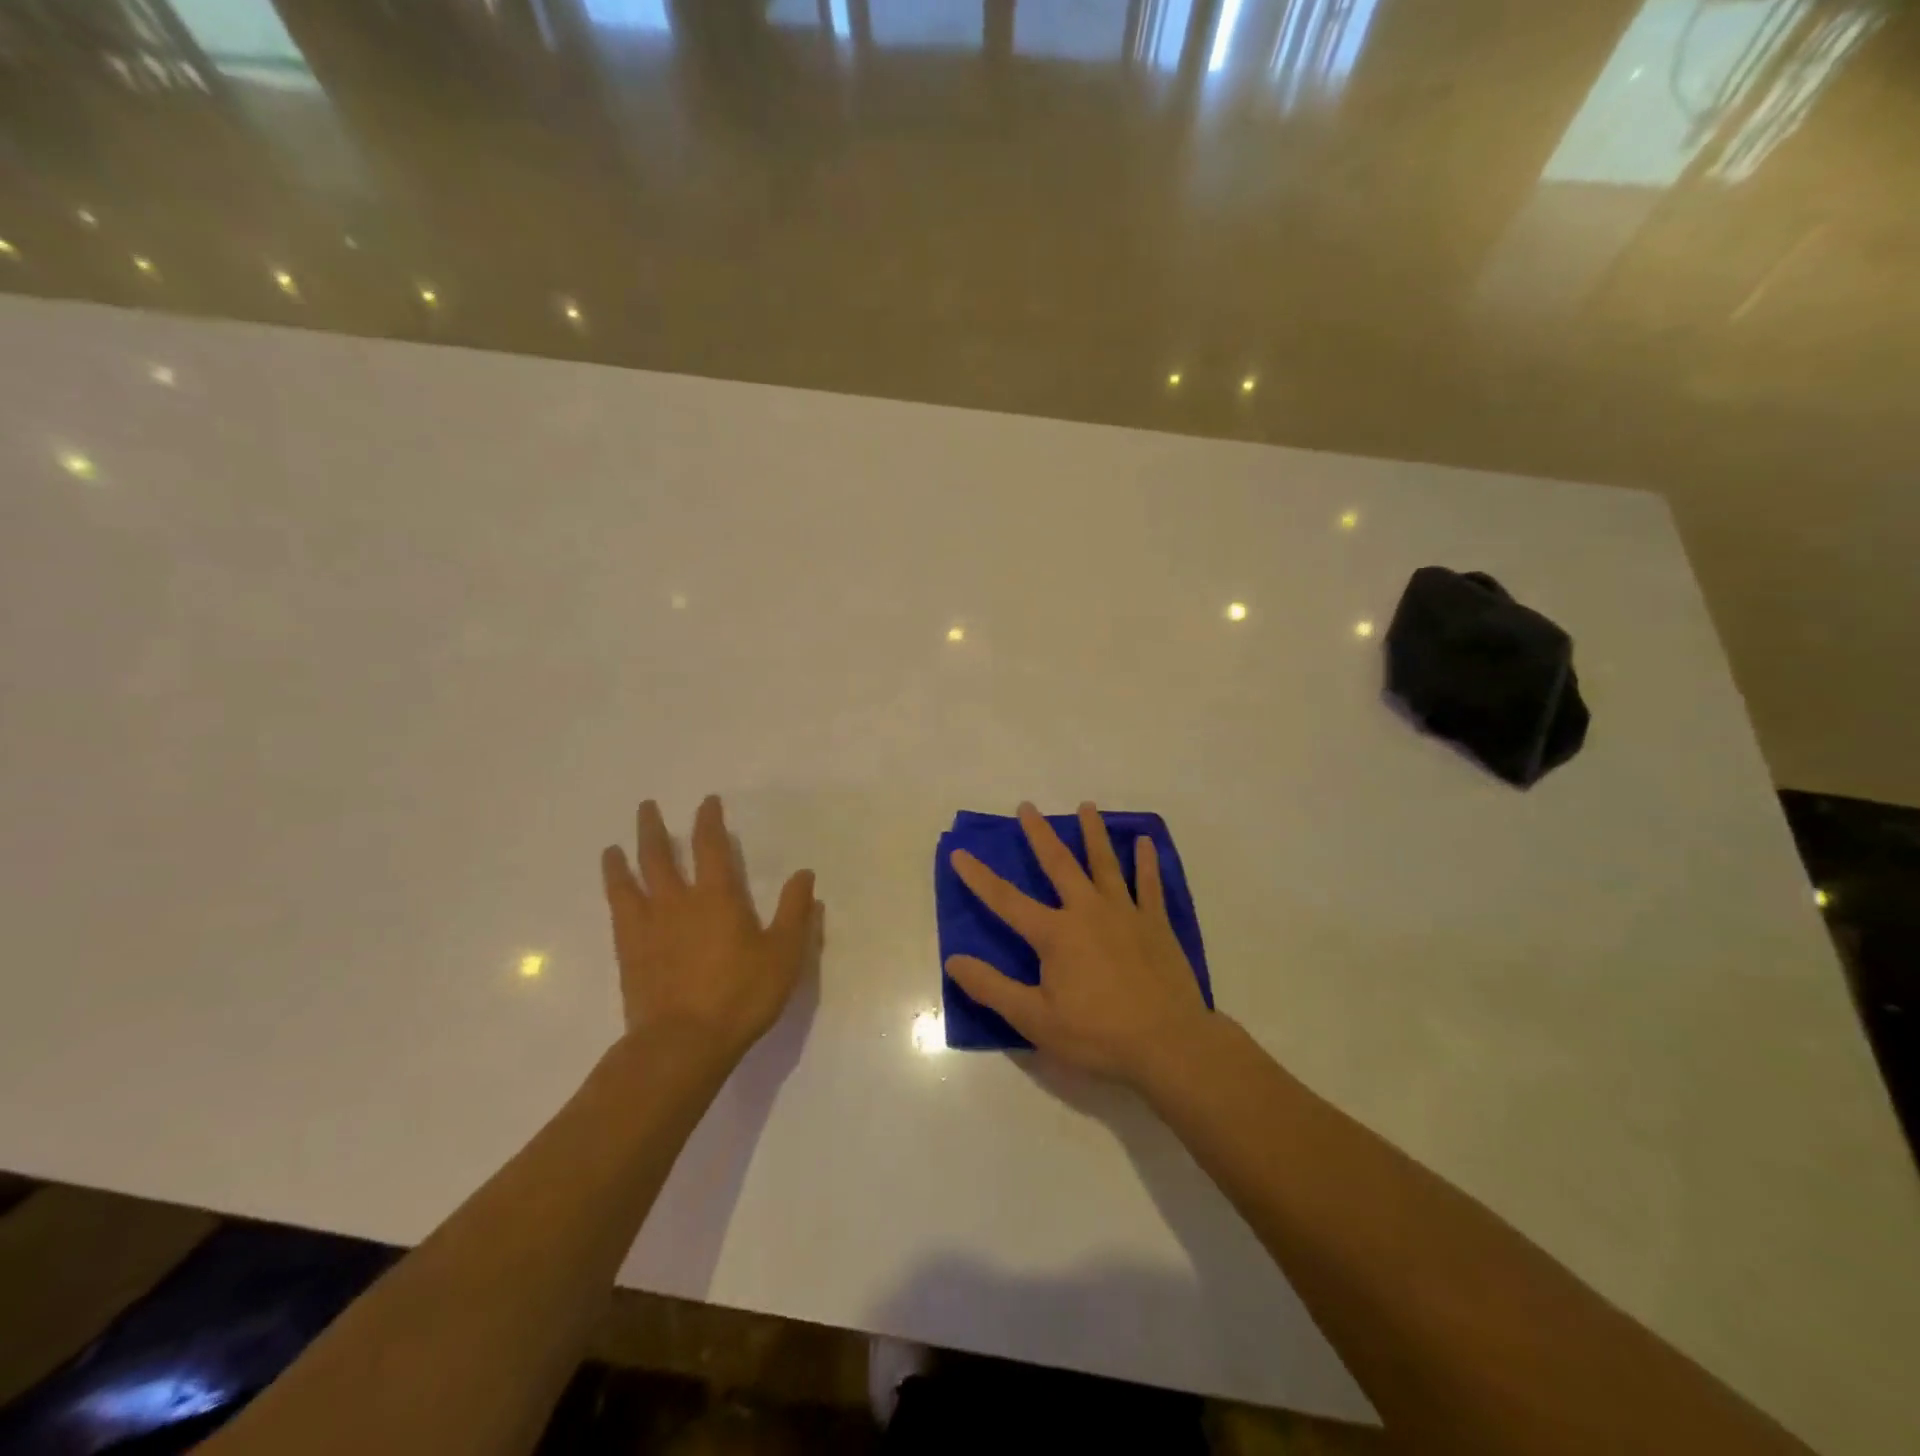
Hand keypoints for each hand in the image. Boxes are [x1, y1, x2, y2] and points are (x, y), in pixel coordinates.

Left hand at [600, 795, 818, 1060]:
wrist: (682, 1043)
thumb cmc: (740, 995)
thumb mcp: (783, 954)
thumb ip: (794, 912)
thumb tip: (804, 874)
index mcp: (717, 897)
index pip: (711, 847)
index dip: (709, 821)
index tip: (706, 803)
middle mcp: (677, 903)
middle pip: (659, 856)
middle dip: (654, 829)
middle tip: (647, 807)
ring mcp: (647, 928)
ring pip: (628, 883)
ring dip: (621, 861)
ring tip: (612, 848)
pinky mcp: (628, 955)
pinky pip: (617, 915)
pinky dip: (613, 897)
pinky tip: (614, 897)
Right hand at [945, 802, 1210, 1087]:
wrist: (1169, 1043)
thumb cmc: (1097, 1034)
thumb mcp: (1035, 1019)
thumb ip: (992, 988)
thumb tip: (954, 961)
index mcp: (1055, 934)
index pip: (1006, 900)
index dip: (979, 878)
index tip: (960, 853)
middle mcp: (1087, 911)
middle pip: (1059, 864)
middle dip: (1039, 834)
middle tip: (1027, 806)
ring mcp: (1125, 913)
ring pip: (1105, 863)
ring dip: (1093, 832)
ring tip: (1086, 806)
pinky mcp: (1155, 923)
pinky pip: (1150, 884)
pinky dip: (1147, 861)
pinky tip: (1145, 841)